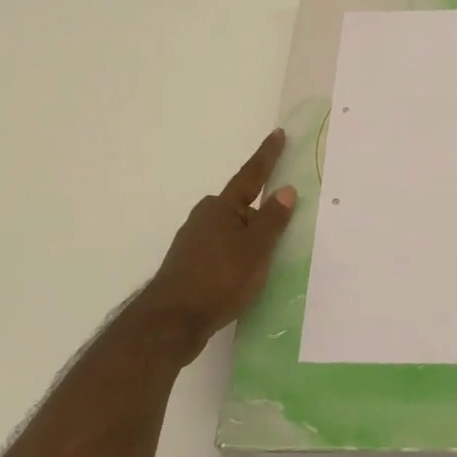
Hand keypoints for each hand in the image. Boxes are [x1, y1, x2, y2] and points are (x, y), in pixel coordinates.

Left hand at [128, 129, 296, 363]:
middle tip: (281, 224)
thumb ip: (273, 219)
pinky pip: (222, 252)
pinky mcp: (189, 267)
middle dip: (259, 213)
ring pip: (231, 232)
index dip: (267, 156)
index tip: (278, 134)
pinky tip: (245, 277)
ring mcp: (193, 243)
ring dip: (248, 239)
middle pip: (240, 208)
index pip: (251, 176)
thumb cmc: (219, 279)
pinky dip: (237, 257)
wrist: (171, 322)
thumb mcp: (256, 249)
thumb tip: (285, 189)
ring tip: (267, 259)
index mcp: (222, 207)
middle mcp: (204, 218)